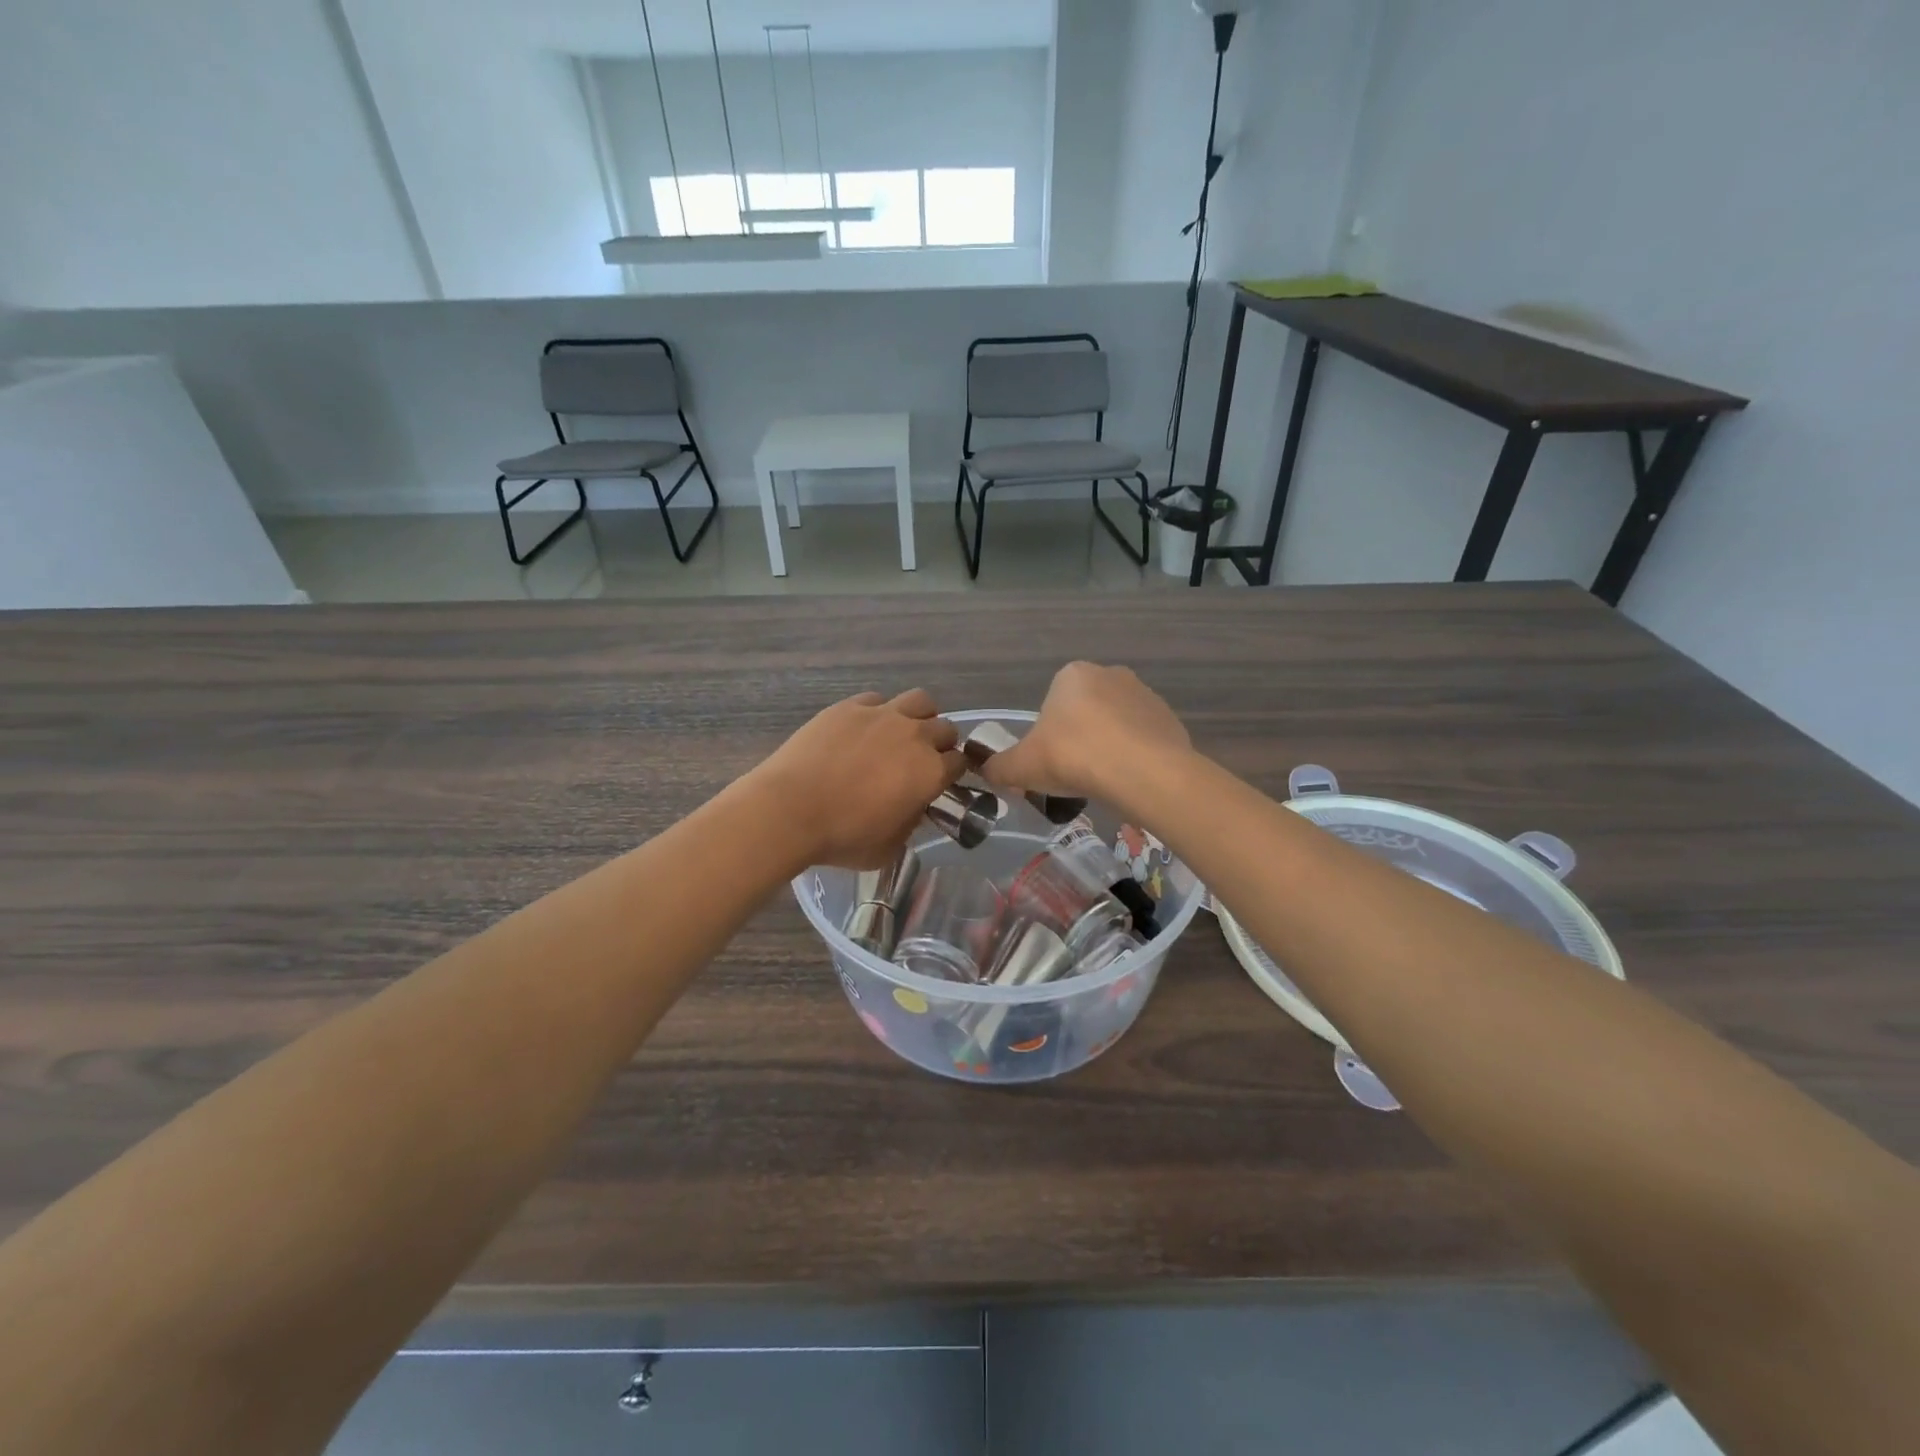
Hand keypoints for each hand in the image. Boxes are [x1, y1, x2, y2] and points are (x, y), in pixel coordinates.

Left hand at [750, 689, 964, 869]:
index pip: (960, 763)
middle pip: (945, 728)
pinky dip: (879, 712)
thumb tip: (912, 808)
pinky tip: (864, 729)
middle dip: (940, 744)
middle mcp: (914, 736)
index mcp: (931, 771)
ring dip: (919, 716)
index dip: (951, 774)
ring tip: (901, 734)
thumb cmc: (843, 837)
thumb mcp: (889, 847)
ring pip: (920, 701)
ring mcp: (882, 715)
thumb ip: (910, 823)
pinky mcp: (850, 706)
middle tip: (921, 761)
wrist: (790, 810)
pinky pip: (877, 700)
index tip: (939, 783)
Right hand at [975, 662, 1190, 804]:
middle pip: (1085, 712)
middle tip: (1074, 774)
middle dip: (1079, 739)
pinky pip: (1143, 740)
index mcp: (1072, 675)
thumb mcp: (1021, 767)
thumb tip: (986, 771)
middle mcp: (1110, 674)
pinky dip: (1135, 758)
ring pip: (1116, 725)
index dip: (1048, 736)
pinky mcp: (1170, 719)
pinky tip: (1130, 781)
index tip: (1050, 762)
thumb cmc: (1073, 757)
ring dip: (1108, 747)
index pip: (1052, 704)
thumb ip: (999, 767)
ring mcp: (1145, 695)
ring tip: (1104, 781)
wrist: (1142, 772)